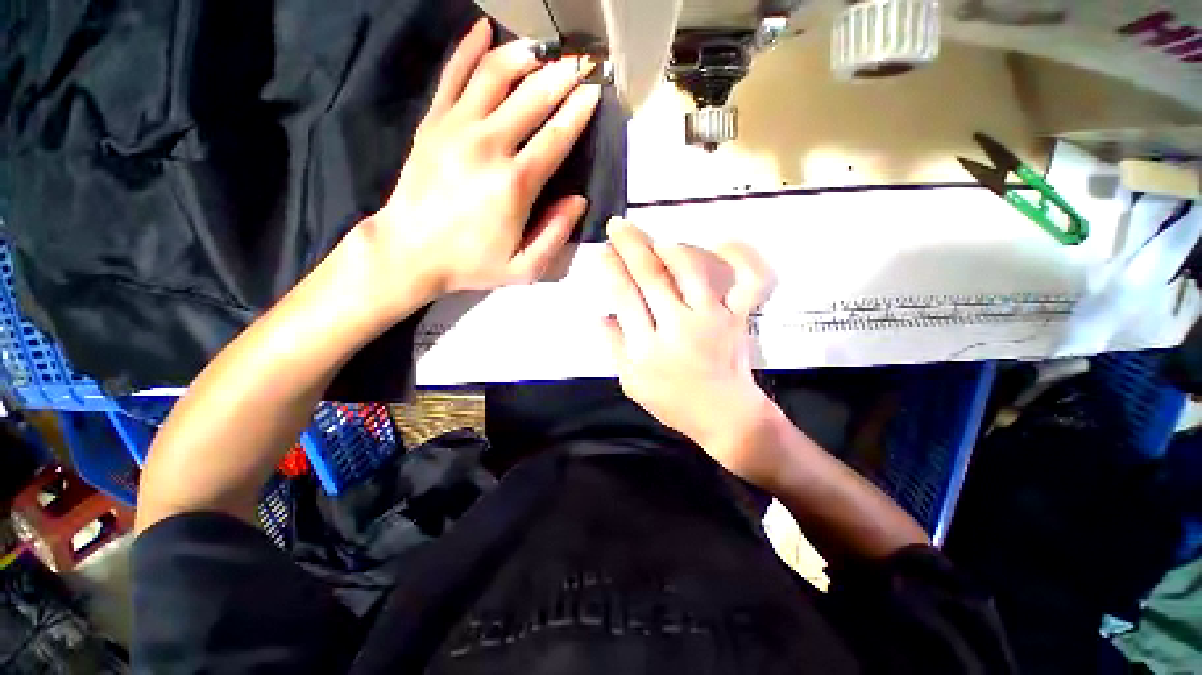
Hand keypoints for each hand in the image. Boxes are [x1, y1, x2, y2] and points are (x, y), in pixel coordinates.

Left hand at [360, 19, 601, 312]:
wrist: (410, 252)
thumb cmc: (471, 264)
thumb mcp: (524, 268)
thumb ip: (556, 234)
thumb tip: (579, 201)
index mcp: (515, 184)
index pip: (556, 137)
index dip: (578, 111)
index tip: (594, 91)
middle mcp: (489, 146)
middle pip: (532, 98)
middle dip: (561, 76)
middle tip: (580, 62)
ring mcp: (457, 128)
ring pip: (495, 75)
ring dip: (524, 56)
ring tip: (543, 48)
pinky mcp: (433, 123)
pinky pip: (453, 75)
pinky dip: (469, 48)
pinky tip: (484, 29)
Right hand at [602, 218, 778, 482]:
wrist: (726, 417)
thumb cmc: (675, 403)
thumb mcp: (632, 383)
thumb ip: (615, 348)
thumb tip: (602, 315)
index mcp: (647, 348)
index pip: (624, 297)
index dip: (610, 269)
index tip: (601, 250)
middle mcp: (678, 327)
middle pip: (650, 276)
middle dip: (630, 245)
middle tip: (618, 225)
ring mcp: (712, 318)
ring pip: (690, 270)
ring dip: (669, 248)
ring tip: (655, 239)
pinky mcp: (738, 316)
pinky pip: (748, 281)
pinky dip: (742, 257)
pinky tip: (724, 241)